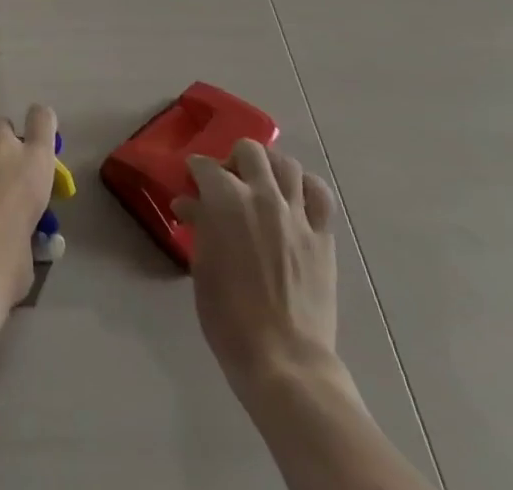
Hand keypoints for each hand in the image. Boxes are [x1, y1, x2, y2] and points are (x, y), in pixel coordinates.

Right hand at [173, 141, 342, 406]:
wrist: (284, 360)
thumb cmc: (229, 316)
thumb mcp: (202, 267)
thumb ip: (199, 226)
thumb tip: (189, 204)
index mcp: (226, 199)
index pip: (205, 166)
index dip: (195, 172)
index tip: (192, 184)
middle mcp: (263, 195)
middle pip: (250, 151)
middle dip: (234, 160)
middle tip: (228, 182)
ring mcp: (297, 215)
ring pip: (287, 165)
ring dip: (271, 168)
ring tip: (263, 186)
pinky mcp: (322, 237)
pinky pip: (319, 195)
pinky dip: (306, 188)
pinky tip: (296, 199)